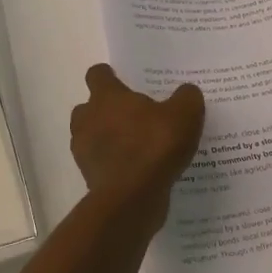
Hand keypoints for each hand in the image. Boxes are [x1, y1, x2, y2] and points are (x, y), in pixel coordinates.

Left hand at [70, 64, 204, 214]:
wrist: (132, 198)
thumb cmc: (154, 146)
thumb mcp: (185, 115)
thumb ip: (187, 97)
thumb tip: (187, 92)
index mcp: (106, 97)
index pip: (97, 74)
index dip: (110, 76)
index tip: (124, 82)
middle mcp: (88, 119)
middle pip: (90, 107)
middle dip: (107, 111)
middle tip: (135, 117)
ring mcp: (84, 151)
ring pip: (91, 137)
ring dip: (108, 139)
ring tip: (137, 146)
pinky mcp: (89, 178)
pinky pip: (101, 164)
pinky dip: (114, 165)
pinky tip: (138, 170)